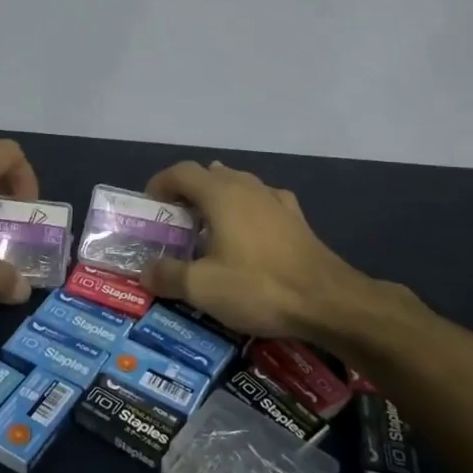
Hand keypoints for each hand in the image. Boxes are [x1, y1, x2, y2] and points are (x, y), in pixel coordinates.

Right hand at [140, 159, 373, 341]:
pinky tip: (247, 235)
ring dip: (216, 201)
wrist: (327, 300)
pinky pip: (261, 203)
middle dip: (187, 193)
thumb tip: (145, 270)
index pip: (181, 172)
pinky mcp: (295, 218)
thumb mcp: (203, 287)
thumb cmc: (259, 286)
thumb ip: (168, 275)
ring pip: (237, 186)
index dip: (160, 184)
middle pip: (208, 175)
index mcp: (220, 194)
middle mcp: (247, 186)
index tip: (149, 207)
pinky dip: (245, 212)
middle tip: (174, 223)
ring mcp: (275, 199)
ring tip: (206, 230)